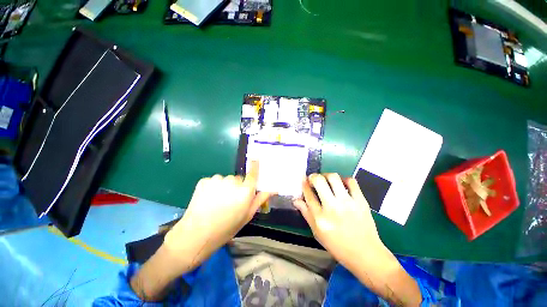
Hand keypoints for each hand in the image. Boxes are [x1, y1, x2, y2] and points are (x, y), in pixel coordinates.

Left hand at [164, 161, 270, 269]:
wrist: (196, 235)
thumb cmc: (226, 228)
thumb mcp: (247, 216)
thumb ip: (260, 200)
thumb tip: (272, 189)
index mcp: (245, 191)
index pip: (253, 174)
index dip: (255, 165)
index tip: (255, 158)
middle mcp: (233, 182)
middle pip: (239, 179)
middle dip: (238, 186)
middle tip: (232, 200)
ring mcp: (217, 180)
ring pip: (226, 180)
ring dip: (225, 187)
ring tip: (218, 201)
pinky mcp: (205, 180)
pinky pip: (214, 181)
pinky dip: (213, 187)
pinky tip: (208, 199)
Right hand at [293, 173, 388, 269]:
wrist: (365, 254)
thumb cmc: (337, 245)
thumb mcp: (317, 232)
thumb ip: (306, 213)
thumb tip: (296, 199)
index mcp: (319, 218)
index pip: (308, 194)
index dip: (304, 184)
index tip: (304, 180)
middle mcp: (332, 207)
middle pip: (319, 181)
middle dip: (313, 176)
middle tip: (314, 179)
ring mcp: (347, 203)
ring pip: (333, 178)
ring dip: (327, 175)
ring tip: (326, 180)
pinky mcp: (361, 201)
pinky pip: (351, 181)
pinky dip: (344, 179)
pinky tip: (341, 184)